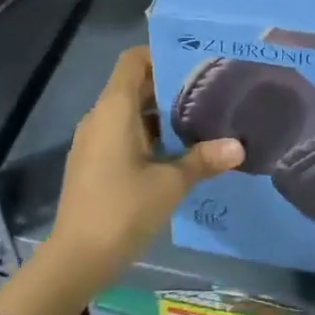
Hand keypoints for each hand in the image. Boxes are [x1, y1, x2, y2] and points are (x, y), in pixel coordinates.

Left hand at [46, 46, 243, 292]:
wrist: (76, 260)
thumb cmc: (122, 210)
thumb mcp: (170, 184)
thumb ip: (203, 160)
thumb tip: (238, 146)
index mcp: (114, 109)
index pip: (134, 60)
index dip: (161, 54)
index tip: (195, 63)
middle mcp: (100, 117)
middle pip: (135, 85)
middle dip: (170, 87)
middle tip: (210, 91)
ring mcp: (93, 142)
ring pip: (131, 113)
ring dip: (162, 115)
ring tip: (201, 121)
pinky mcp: (93, 164)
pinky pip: (123, 135)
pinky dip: (149, 136)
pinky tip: (178, 153)